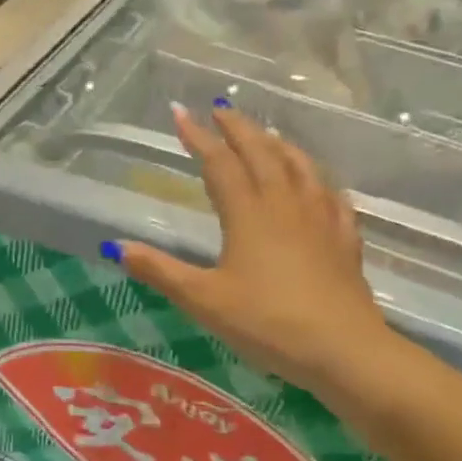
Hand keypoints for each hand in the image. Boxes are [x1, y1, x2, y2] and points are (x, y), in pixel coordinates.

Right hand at [111, 104, 393, 395]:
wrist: (344, 351)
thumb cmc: (267, 323)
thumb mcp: (203, 300)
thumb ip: (160, 270)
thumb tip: (116, 247)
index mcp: (248, 214)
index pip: (219, 163)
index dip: (197, 137)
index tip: (179, 113)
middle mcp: (284, 205)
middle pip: (262, 153)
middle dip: (239, 129)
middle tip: (221, 109)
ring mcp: (320, 220)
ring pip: (299, 167)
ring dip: (278, 145)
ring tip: (266, 134)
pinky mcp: (344, 240)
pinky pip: (331, 196)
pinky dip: (317, 179)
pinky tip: (317, 183)